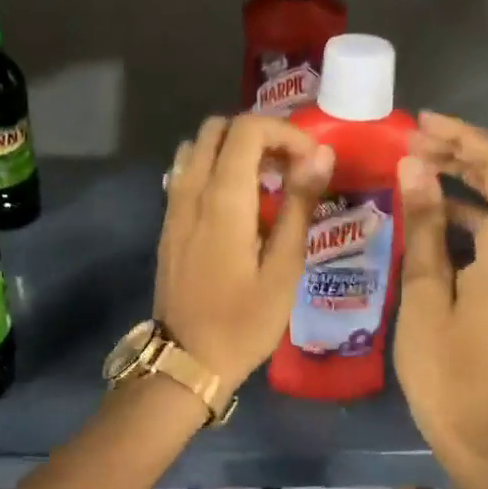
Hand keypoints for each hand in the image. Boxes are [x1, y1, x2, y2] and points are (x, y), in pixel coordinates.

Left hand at [155, 114, 335, 392]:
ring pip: (196, 146)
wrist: (187, 359)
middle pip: (217, 128)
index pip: (248, 129)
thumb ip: (299, 205)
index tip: (311, 161)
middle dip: (258, 135)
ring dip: (232, 149)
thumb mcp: (284, 268)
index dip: (285, 132)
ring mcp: (173, 205)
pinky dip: (212, 167)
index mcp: (223, 198)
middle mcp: (191, 190)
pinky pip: (185, 172)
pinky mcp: (167, 222)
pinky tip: (236, 202)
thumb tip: (320, 155)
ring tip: (264, 180)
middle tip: (289, 166)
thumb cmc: (244, 321)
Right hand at [395, 113, 487, 462]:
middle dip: (462, 152)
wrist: (471, 424)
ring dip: (463, 177)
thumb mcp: (424, 289)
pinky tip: (430, 205)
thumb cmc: (441, 363)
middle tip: (411, 140)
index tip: (419, 123)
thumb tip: (415, 164)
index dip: (464, 137)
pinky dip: (467, 208)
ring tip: (415, 163)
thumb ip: (424, 223)